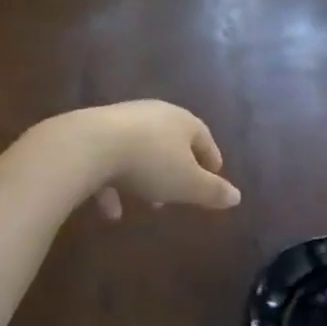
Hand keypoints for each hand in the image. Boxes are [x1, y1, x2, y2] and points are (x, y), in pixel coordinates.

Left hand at [44, 101, 240, 217]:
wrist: (89, 145)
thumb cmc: (150, 163)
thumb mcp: (188, 184)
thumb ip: (213, 191)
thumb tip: (237, 196)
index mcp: (182, 121)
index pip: (204, 138)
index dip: (211, 160)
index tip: (214, 179)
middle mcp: (154, 114)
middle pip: (171, 143)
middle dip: (176, 170)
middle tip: (178, 196)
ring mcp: (122, 121)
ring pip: (141, 152)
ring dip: (145, 178)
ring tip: (146, 203)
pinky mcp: (94, 132)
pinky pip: (111, 160)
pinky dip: (114, 184)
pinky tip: (110, 210)